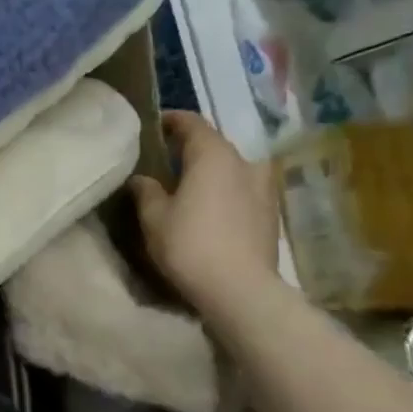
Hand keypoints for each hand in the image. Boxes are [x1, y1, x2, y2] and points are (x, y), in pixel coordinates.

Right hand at [130, 111, 280, 312]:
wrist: (241, 290)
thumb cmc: (190, 244)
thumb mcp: (154, 217)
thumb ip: (146, 190)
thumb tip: (141, 178)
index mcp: (213, 156)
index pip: (192, 123)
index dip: (172, 120)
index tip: (154, 125)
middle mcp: (244, 163)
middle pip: (214, 145)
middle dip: (190, 148)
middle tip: (165, 159)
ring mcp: (263, 188)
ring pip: (232, 168)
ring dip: (211, 170)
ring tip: (189, 185)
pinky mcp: (271, 213)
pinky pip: (243, 189)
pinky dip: (225, 190)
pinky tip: (210, 208)